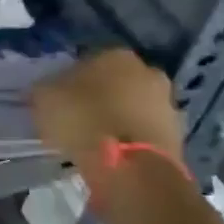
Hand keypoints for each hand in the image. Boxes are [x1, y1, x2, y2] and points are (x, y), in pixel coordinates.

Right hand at [31, 49, 184, 173]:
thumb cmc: (84, 121)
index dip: (73, 81)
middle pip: (117, 83)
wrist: (131, 168)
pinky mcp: (179, 136)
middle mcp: (147, 71)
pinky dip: (133, 141)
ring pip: (135, 107)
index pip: (89, 61)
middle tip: (81, 118)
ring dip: (120, 119)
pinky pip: (145, 133)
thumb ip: (46, 89)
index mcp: (115, 55)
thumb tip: (49, 90)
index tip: (62, 100)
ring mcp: (168, 104)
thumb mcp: (44, 98)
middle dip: (103, 97)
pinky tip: (116, 155)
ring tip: (98, 141)